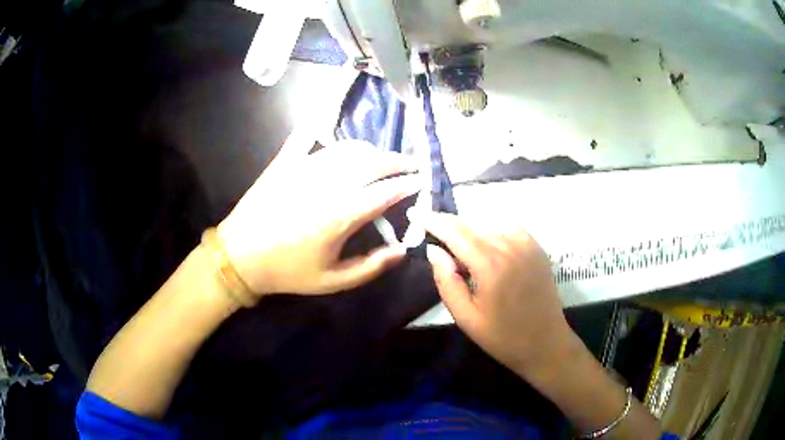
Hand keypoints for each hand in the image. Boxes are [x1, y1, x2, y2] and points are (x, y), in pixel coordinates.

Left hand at [218, 138, 419, 296]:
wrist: (240, 256)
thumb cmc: (287, 271)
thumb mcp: (332, 281)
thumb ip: (370, 267)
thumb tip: (401, 251)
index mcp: (341, 215)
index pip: (386, 192)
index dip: (408, 185)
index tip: (421, 182)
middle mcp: (328, 184)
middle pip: (372, 162)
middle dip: (397, 161)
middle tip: (410, 166)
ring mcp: (305, 168)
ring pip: (347, 148)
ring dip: (370, 150)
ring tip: (380, 158)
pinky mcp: (286, 161)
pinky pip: (308, 137)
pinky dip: (323, 131)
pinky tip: (330, 132)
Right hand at [423, 212, 572, 377]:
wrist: (545, 342)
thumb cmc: (502, 336)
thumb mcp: (466, 317)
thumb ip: (447, 281)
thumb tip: (433, 250)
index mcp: (490, 265)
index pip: (455, 231)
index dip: (432, 220)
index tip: (415, 212)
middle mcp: (509, 245)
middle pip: (471, 223)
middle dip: (448, 223)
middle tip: (430, 228)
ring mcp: (527, 243)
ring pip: (488, 223)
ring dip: (469, 228)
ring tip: (457, 244)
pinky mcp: (537, 247)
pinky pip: (507, 227)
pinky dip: (490, 230)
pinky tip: (485, 245)